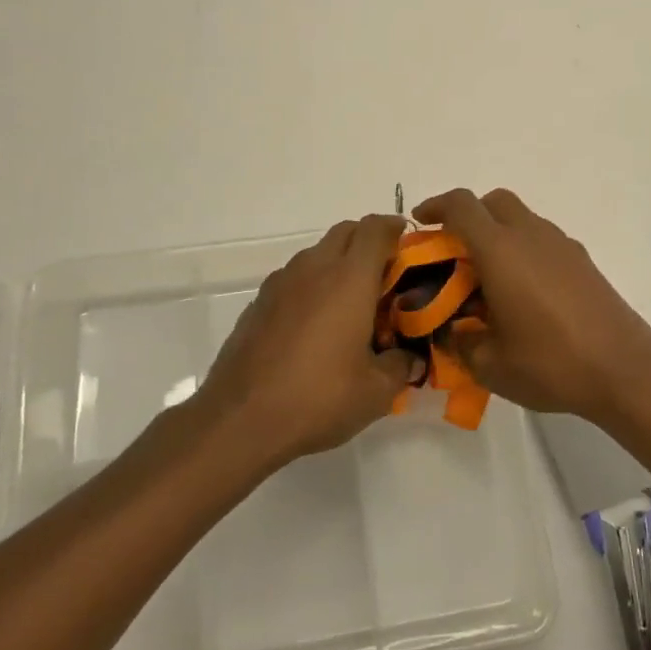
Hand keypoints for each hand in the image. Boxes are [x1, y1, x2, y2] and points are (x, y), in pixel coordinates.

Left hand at [196, 215, 416, 464]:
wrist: (240, 420)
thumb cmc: (318, 398)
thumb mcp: (376, 392)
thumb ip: (401, 365)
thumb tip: (411, 358)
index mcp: (350, 278)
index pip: (376, 229)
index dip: (395, 228)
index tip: (410, 245)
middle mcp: (314, 268)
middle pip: (345, 232)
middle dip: (369, 242)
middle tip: (386, 276)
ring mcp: (280, 283)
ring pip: (317, 253)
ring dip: (338, 263)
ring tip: (351, 303)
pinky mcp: (258, 303)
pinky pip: (294, 279)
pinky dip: (312, 286)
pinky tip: (314, 326)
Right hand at [413, 188, 650, 425]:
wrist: (624, 370)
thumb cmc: (550, 364)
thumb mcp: (489, 364)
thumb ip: (460, 342)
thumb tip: (454, 331)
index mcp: (500, 250)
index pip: (461, 206)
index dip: (435, 207)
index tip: (420, 222)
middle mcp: (531, 235)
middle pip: (493, 201)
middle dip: (468, 215)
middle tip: (454, 250)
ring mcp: (562, 245)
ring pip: (521, 219)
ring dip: (498, 233)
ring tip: (489, 278)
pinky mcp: (583, 261)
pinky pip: (543, 240)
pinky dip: (524, 250)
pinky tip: (525, 293)